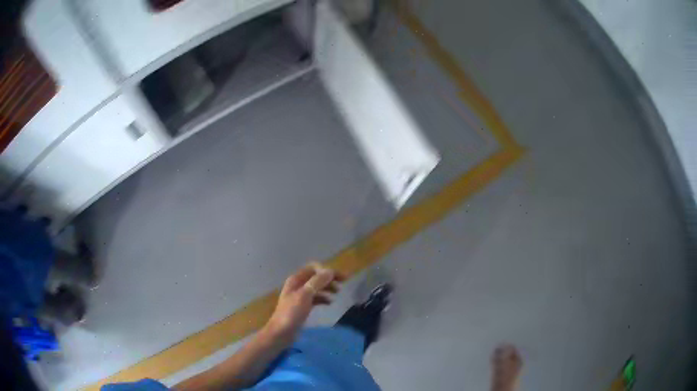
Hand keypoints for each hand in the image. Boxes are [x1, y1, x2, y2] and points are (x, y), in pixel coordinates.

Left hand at [266, 263, 343, 339]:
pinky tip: (330, 303)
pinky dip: (324, 298)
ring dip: (328, 288)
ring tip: (338, 293)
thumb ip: (317, 282)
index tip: (339, 278)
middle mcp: (298, 285)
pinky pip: (316, 298)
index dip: (327, 271)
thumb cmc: (291, 313)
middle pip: (316, 277)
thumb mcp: (305, 295)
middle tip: (344, 283)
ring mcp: (300, 296)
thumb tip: (330, 271)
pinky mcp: (303, 306)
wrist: (281, 332)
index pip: (314, 268)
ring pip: (317, 287)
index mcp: (296, 280)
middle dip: (329, 278)